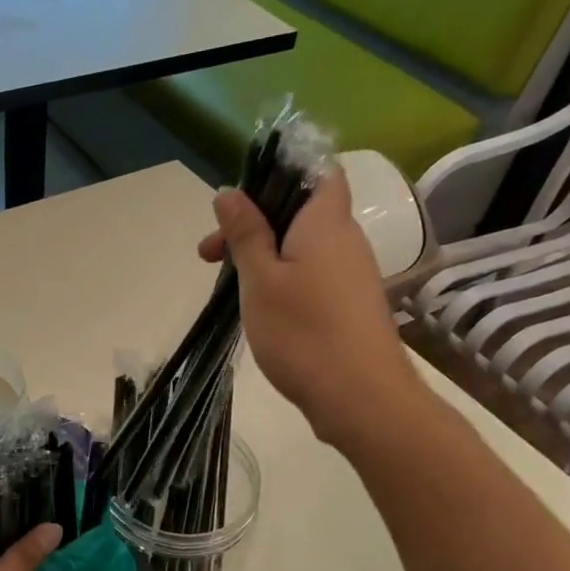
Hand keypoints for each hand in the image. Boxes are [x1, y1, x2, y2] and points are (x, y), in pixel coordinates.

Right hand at [199, 163, 425, 442]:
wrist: (360, 397)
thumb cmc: (303, 331)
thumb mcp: (260, 280)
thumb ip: (245, 234)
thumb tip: (230, 192)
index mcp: (326, 222)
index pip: (319, 172)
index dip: (281, 175)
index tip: (239, 200)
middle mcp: (346, 241)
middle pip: (300, 213)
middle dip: (253, 225)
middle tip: (209, 256)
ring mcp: (351, 276)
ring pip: (302, 248)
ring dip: (263, 256)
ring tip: (227, 285)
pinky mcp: (349, 307)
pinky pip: (311, 276)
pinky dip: (282, 280)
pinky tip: (259, 308)